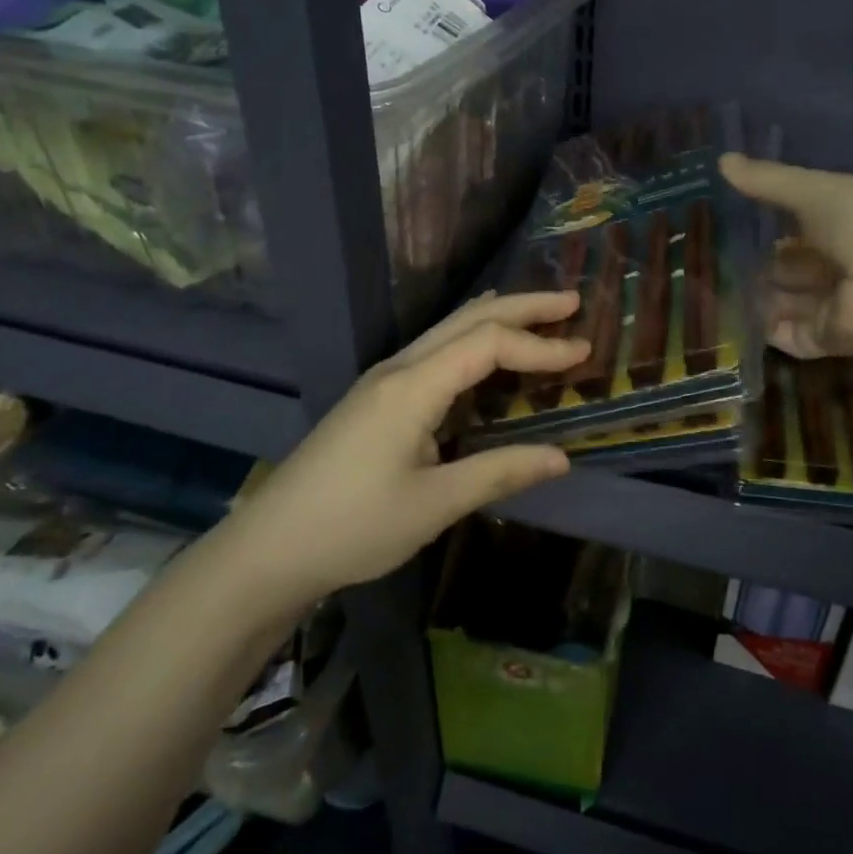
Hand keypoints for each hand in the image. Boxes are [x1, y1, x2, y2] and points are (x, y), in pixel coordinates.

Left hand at [216, 292, 587, 618]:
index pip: (488, 345)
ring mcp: (382, 381)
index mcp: (412, 387)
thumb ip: (499, 472)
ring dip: (497, 319)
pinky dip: (472, 340)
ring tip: (538, 315)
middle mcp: (398, 369)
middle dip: (522, 307)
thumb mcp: (434, 505)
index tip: (583, 354)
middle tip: (571, 303)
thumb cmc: (352, 527)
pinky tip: (483, 352)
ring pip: (448, 330)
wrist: (268, 549)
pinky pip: (434, 351)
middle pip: (467, 319)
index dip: (539, 347)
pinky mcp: (376, 399)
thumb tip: (561, 458)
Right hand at [721, 153, 852, 359]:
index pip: (801, 226)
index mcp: (843, 224)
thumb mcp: (812, 190)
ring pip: (787, 302)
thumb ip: (768, 181)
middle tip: (713, 262)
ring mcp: (834, 304)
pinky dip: (765, 330)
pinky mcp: (826, 339)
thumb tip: (721, 160)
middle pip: (792, 267)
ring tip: (712, 291)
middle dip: (761, 265)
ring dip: (757, 298)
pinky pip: (790, 336)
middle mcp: (839, 264)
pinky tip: (732, 319)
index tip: (730, 222)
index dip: (770, 225)